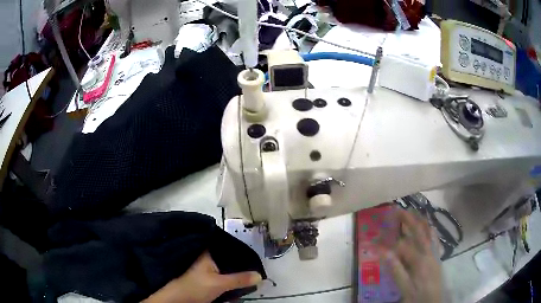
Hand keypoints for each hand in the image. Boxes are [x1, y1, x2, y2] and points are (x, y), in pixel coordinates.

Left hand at [143, 252, 261, 302]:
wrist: (180, 300)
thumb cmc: (195, 287)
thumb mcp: (219, 283)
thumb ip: (239, 279)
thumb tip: (260, 275)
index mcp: (207, 253)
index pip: (225, 244)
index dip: (239, 247)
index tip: (253, 251)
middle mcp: (206, 257)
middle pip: (227, 257)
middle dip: (241, 262)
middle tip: (256, 264)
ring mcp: (206, 268)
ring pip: (225, 266)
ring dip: (237, 271)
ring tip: (252, 271)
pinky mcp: (207, 278)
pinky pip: (223, 275)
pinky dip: (232, 277)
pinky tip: (241, 280)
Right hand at [379, 209, 442, 302]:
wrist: (433, 302)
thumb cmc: (417, 296)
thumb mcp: (404, 287)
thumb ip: (396, 270)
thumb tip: (384, 252)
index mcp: (419, 260)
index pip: (402, 245)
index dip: (388, 242)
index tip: (376, 240)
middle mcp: (429, 252)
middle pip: (419, 231)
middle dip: (408, 219)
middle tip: (397, 210)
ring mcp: (435, 252)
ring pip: (429, 231)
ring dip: (420, 220)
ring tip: (413, 212)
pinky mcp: (437, 256)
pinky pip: (435, 238)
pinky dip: (430, 229)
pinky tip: (427, 227)